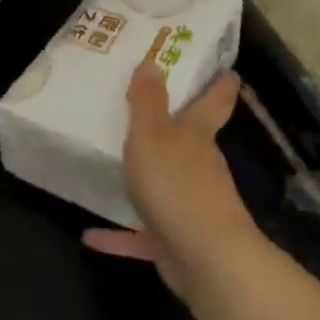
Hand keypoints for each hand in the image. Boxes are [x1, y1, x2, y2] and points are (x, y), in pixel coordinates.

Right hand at [82, 55, 258, 298]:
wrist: (203, 257)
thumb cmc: (177, 183)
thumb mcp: (152, 135)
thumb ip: (147, 102)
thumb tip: (153, 63)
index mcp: (196, 136)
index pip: (214, 102)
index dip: (221, 85)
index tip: (228, 72)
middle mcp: (199, 168)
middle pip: (190, 144)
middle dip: (177, 130)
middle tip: (149, 113)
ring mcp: (190, 206)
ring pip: (165, 187)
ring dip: (145, 182)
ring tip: (115, 170)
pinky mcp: (175, 241)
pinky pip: (142, 234)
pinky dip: (119, 235)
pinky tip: (90, 234)